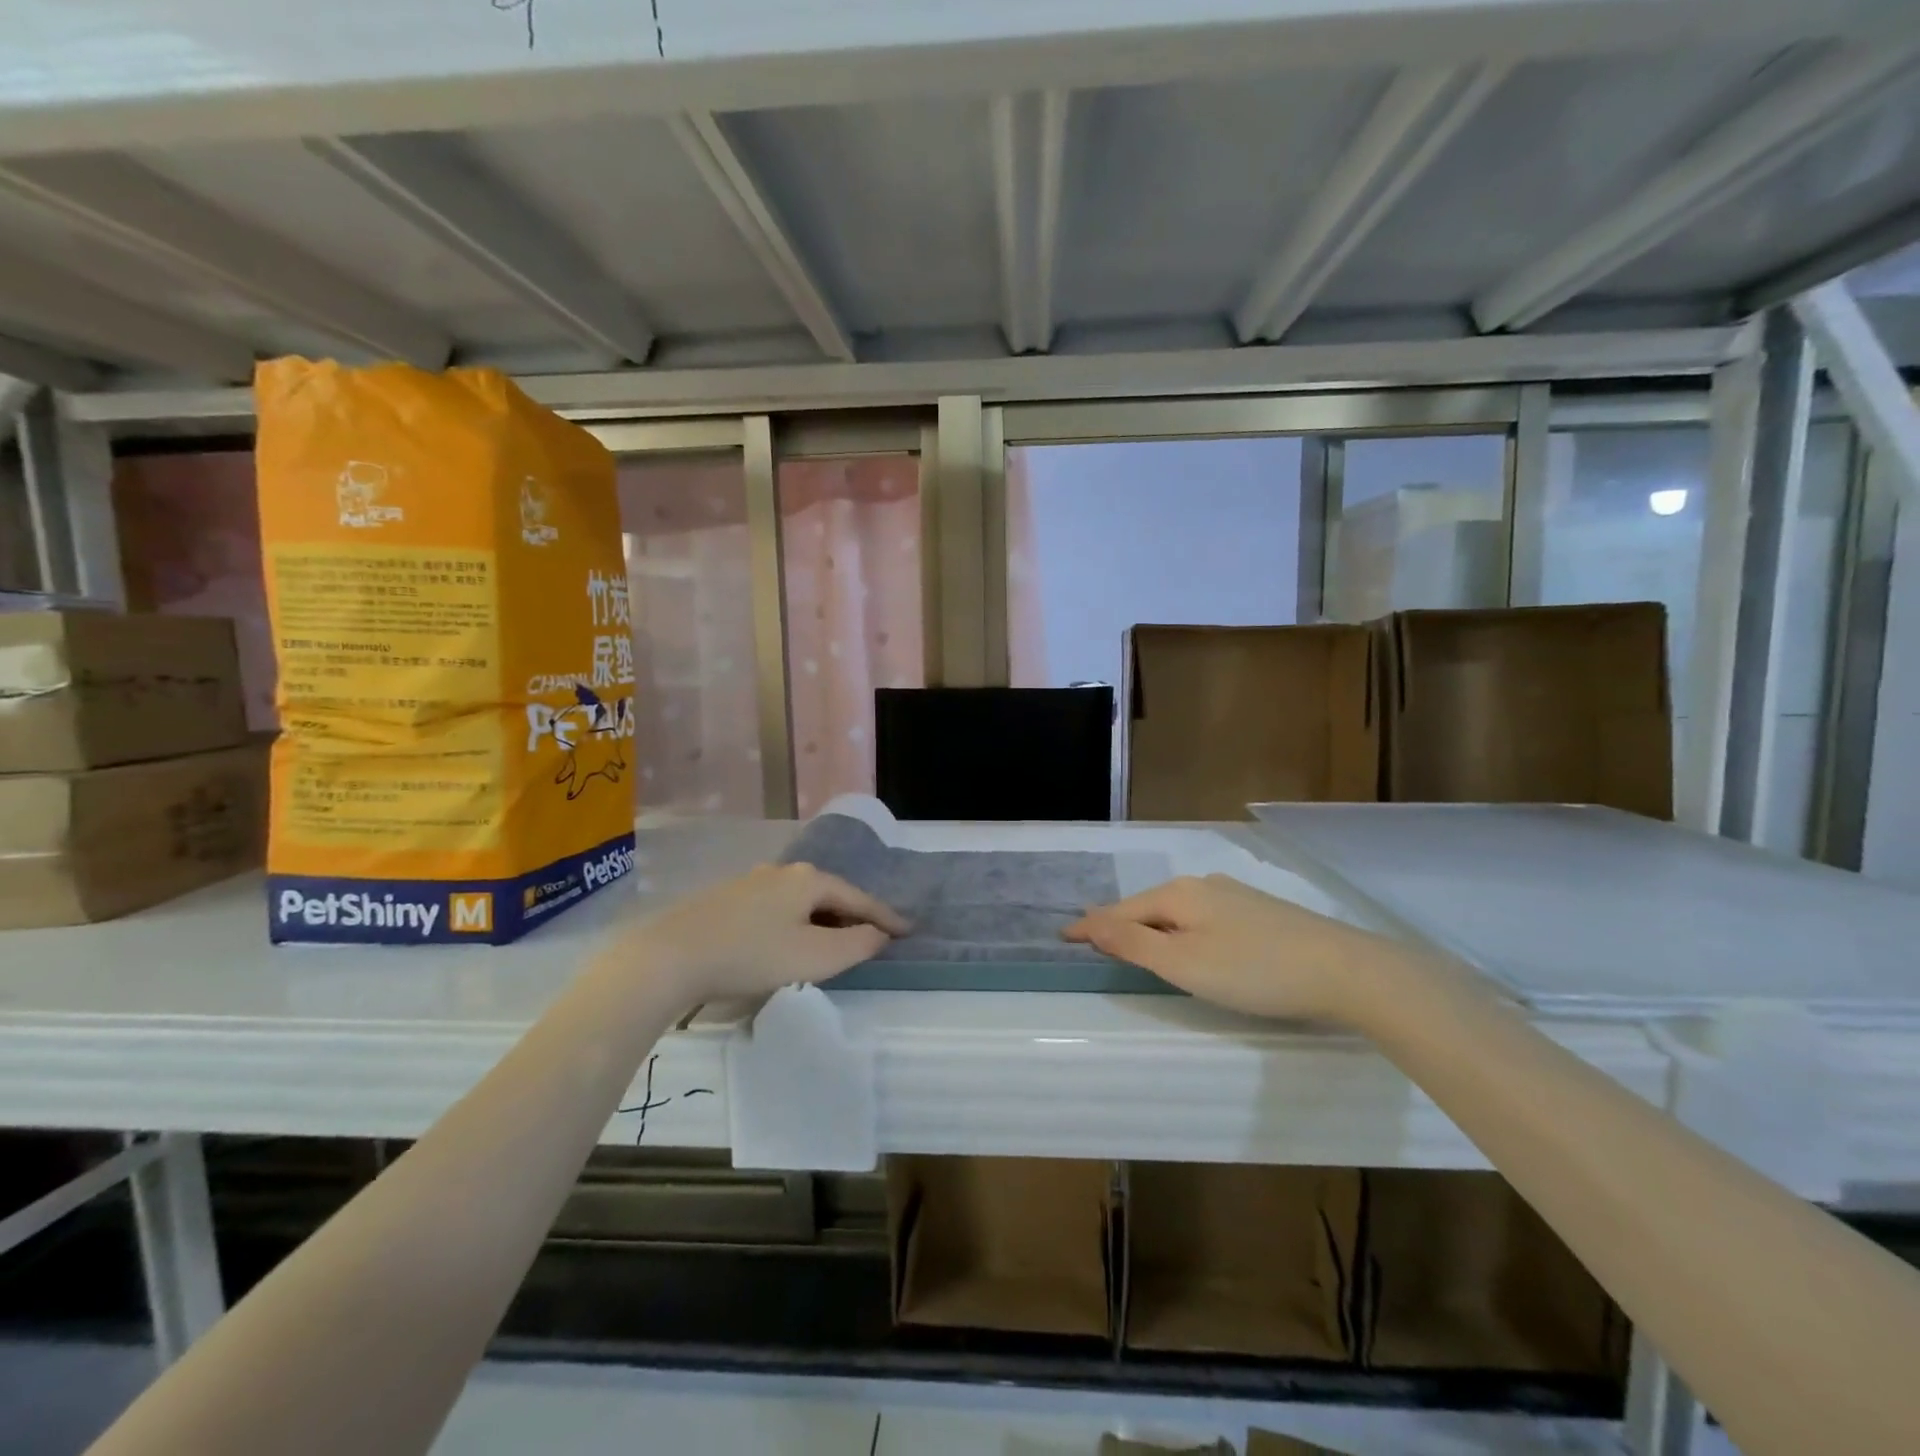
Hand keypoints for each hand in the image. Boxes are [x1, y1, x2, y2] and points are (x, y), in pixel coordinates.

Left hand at [616, 863, 908, 1000]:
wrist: (671, 956)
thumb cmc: (751, 955)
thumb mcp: (814, 957)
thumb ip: (856, 945)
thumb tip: (879, 934)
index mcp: (809, 880)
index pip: (859, 898)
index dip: (885, 917)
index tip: (909, 930)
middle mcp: (783, 871)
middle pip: (830, 894)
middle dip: (853, 915)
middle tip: (873, 938)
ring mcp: (752, 882)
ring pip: (801, 900)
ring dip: (823, 920)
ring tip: (833, 942)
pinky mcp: (728, 899)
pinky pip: (777, 908)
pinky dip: (796, 922)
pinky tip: (788, 940)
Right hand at [1064, 874, 1409, 1024]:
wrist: (1345, 970)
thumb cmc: (1255, 971)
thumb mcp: (1184, 963)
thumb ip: (1134, 943)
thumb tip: (1090, 923)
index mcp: (1179, 894)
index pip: (1121, 910)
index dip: (1091, 926)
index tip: (1063, 935)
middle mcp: (1202, 885)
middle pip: (1147, 906)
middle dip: (1118, 922)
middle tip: (1091, 939)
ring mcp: (1233, 895)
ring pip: (1176, 910)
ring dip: (1149, 925)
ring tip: (1130, 940)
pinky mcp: (1258, 911)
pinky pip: (1200, 916)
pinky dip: (1178, 928)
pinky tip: (1186, 939)